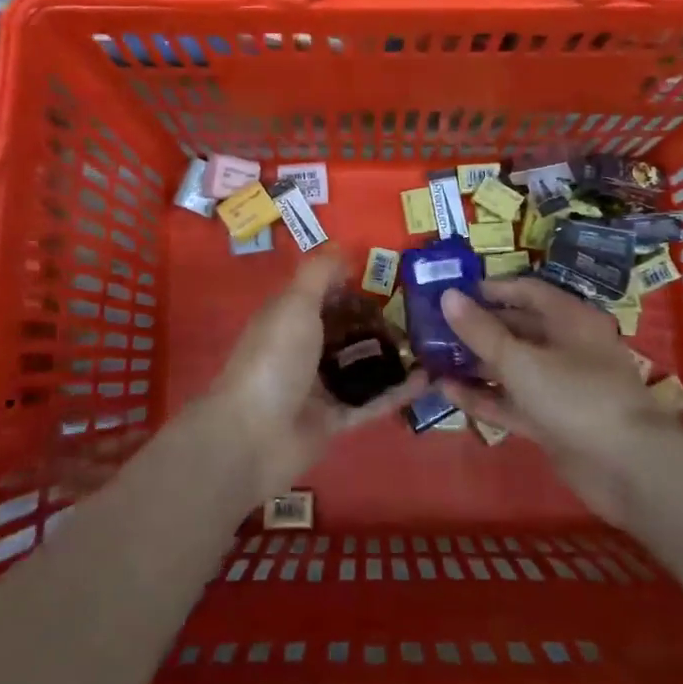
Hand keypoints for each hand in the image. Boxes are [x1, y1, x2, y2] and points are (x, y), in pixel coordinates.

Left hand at [203, 255, 427, 501]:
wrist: (252, 437)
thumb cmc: (274, 358)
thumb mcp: (295, 303)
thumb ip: (320, 273)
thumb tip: (343, 246)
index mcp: (289, 317)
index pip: (325, 293)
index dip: (353, 282)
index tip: (393, 274)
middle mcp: (303, 349)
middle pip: (346, 329)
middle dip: (378, 319)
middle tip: (421, 310)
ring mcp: (318, 387)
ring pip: (361, 366)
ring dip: (391, 355)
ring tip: (430, 342)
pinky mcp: (333, 420)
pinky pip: (371, 402)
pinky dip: (397, 392)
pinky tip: (428, 379)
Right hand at [440, 277, 670, 522]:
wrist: (628, 470)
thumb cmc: (576, 397)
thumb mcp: (521, 360)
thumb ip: (481, 331)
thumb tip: (447, 296)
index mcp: (570, 319)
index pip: (527, 291)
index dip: (491, 290)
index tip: (453, 292)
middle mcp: (567, 347)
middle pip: (517, 329)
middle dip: (477, 328)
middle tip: (434, 327)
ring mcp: (560, 386)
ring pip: (512, 367)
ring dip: (476, 364)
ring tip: (432, 359)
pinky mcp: (553, 420)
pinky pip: (513, 401)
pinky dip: (485, 396)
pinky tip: (447, 391)